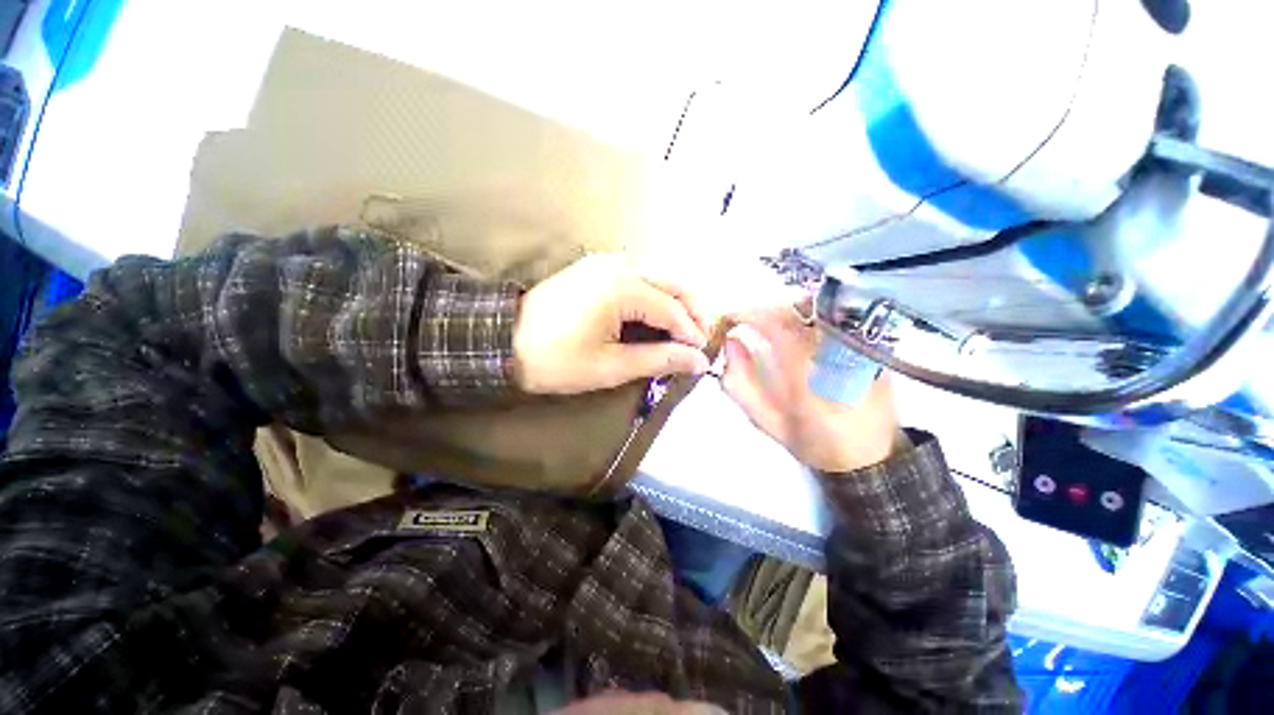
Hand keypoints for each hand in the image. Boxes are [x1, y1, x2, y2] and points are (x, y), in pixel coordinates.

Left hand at [514, 255, 711, 394]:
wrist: (503, 340)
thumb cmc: (555, 359)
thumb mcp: (609, 366)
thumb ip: (658, 359)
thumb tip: (698, 360)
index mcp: (622, 287)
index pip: (672, 309)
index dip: (691, 333)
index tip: (703, 356)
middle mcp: (620, 265)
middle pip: (673, 283)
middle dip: (693, 311)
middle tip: (699, 341)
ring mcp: (608, 262)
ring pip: (659, 278)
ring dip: (676, 303)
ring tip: (682, 333)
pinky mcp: (598, 268)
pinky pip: (641, 278)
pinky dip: (656, 297)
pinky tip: (657, 318)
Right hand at [720, 303, 901, 472]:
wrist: (871, 456)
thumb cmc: (814, 442)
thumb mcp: (768, 422)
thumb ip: (741, 385)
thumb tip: (730, 343)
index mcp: (808, 377)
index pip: (777, 327)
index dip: (751, 315)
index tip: (733, 316)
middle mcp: (837, 355)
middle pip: (799, 311)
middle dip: (766, 309)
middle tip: (748, 319)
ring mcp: (859, 348)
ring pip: (820, 309)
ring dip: (788, 309)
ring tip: (771, 321)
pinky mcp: (872, 347)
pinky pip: (838, 319)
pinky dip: (812, 315)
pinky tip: (800, 326)